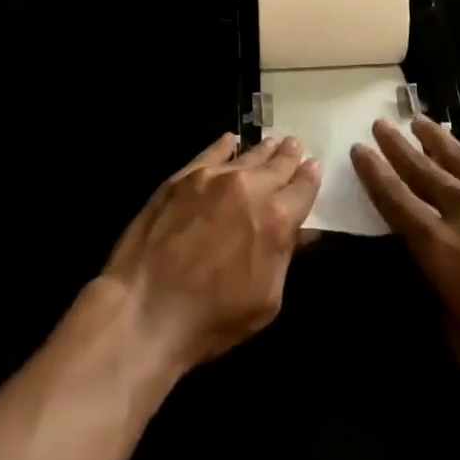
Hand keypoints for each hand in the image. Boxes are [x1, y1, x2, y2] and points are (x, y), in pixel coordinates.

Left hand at [99, 133, 320, 376]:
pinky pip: (212, 151)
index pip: (303, 187)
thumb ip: (284, 257)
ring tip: (273, 142)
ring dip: (264, 149)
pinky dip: (226, 145)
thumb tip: (301, 231)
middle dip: (289, 156)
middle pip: (278, 163)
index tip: (314, 167)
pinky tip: (231, 141)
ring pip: (248, 154)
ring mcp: (214, 176)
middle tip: (294, 146)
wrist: (145, 308)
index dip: (311, 177)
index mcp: (276, 219)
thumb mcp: (265, 301)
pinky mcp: (185, 176)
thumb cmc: (212, 319)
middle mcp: (250, 187)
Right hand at [353, 116, 459, 392]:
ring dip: (435, 137)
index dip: (374, 175)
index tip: (358, 151)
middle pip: (420, 169)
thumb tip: (444, 292)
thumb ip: (448, 311)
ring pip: (458, 155)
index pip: (395, 201)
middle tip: (379, 124)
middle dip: (396, 147)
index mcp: (438, 245)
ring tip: (417, 120)